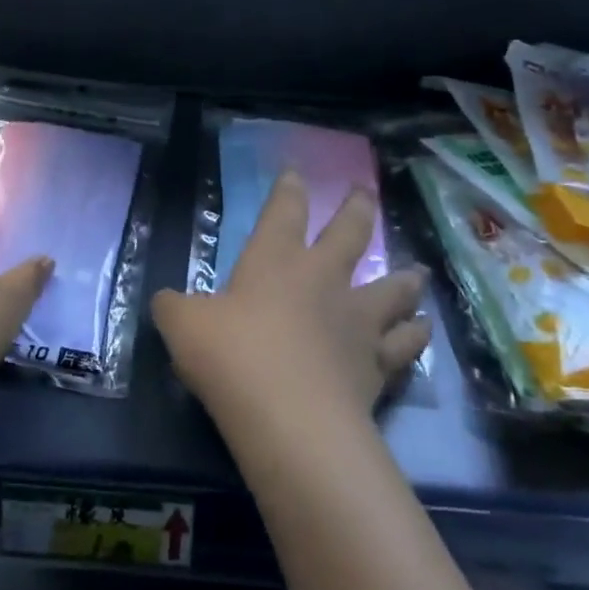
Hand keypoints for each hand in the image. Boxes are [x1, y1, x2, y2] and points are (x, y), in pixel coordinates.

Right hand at [152, 172, 427, 421]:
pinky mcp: (377, 364)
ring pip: (392, 288)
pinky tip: (423, 329)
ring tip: (417, 272)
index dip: (288, 189)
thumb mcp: (182, 325)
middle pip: (348, 234)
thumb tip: (165, 301)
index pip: (283, 211)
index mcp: (274, 261)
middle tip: (364, 193)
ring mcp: (356, 321)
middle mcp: (322, 280)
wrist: (289, 417)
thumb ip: (173, 307)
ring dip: (404, 278)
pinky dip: (414, 335)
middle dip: (355, 209)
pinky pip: (404, 343)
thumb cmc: (231, 357)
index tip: (296, 172)